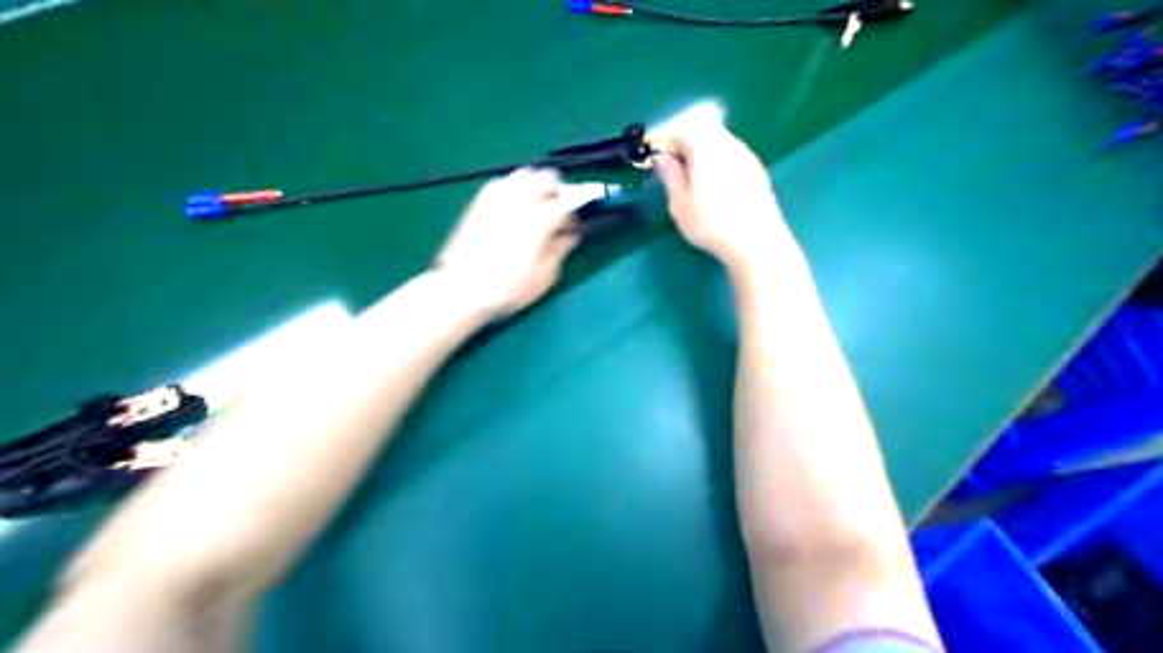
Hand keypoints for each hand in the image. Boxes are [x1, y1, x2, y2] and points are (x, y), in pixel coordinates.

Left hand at [432, 168, 577, 317]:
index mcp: (539, 220)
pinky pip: (504, 182)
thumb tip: (571, 235)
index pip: (567, 204)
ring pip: (526, 174)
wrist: (461, 289)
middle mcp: (519, 201)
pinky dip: (515, 189)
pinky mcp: (480, 201)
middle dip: (557, 192)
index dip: (575, 215)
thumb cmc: (508, 289)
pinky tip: (514, 209)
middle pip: (547, 178)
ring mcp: (497, 198)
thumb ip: (561, 250)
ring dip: (536, 187)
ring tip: (536, 208)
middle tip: (557, 213)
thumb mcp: (544, 276)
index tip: (573, 228)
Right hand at [652, 119, 795, 269]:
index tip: (651, 155)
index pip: (681, 127)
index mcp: (706, 145)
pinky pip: (729, 155)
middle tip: (669, 165)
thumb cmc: (711, 223)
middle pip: (702, 128)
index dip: (663, 138)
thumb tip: (661, 157)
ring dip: (700, 152)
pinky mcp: (756, 170)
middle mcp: (728, 142)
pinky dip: (715, 162)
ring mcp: (746, 155)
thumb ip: (669, 174)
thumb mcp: (679, 202)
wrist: (757, 241)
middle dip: (682, 142)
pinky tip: (712, 186)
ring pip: (717, 141)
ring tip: (689, 178)